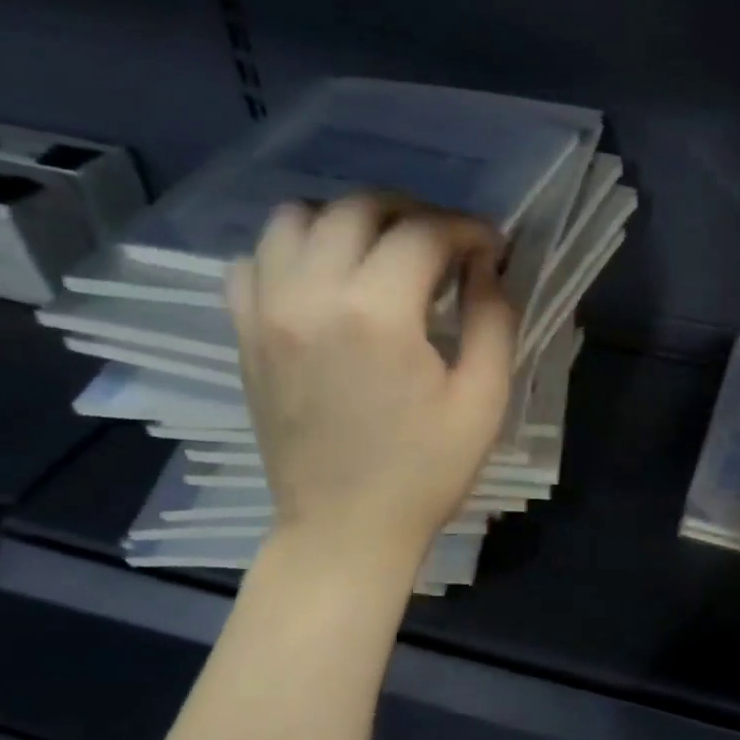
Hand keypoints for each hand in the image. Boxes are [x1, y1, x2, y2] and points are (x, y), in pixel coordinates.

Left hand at [228, 195, 516, 566]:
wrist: (344, 530)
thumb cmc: (425, 472)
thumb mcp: (484, 400)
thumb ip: (494, 320)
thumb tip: (487, 267)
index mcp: (378, 314)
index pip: (424, 232)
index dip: (468, 229)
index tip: (493, 248)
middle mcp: (311, 295)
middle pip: (358, 209)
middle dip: (413, 213)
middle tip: (445, 246)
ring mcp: (266, 312)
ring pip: (295, 218)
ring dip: (347, 222)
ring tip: (381, 253)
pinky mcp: (245, 334)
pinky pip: (253, 261)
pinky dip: (291, 253)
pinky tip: (324, 281)